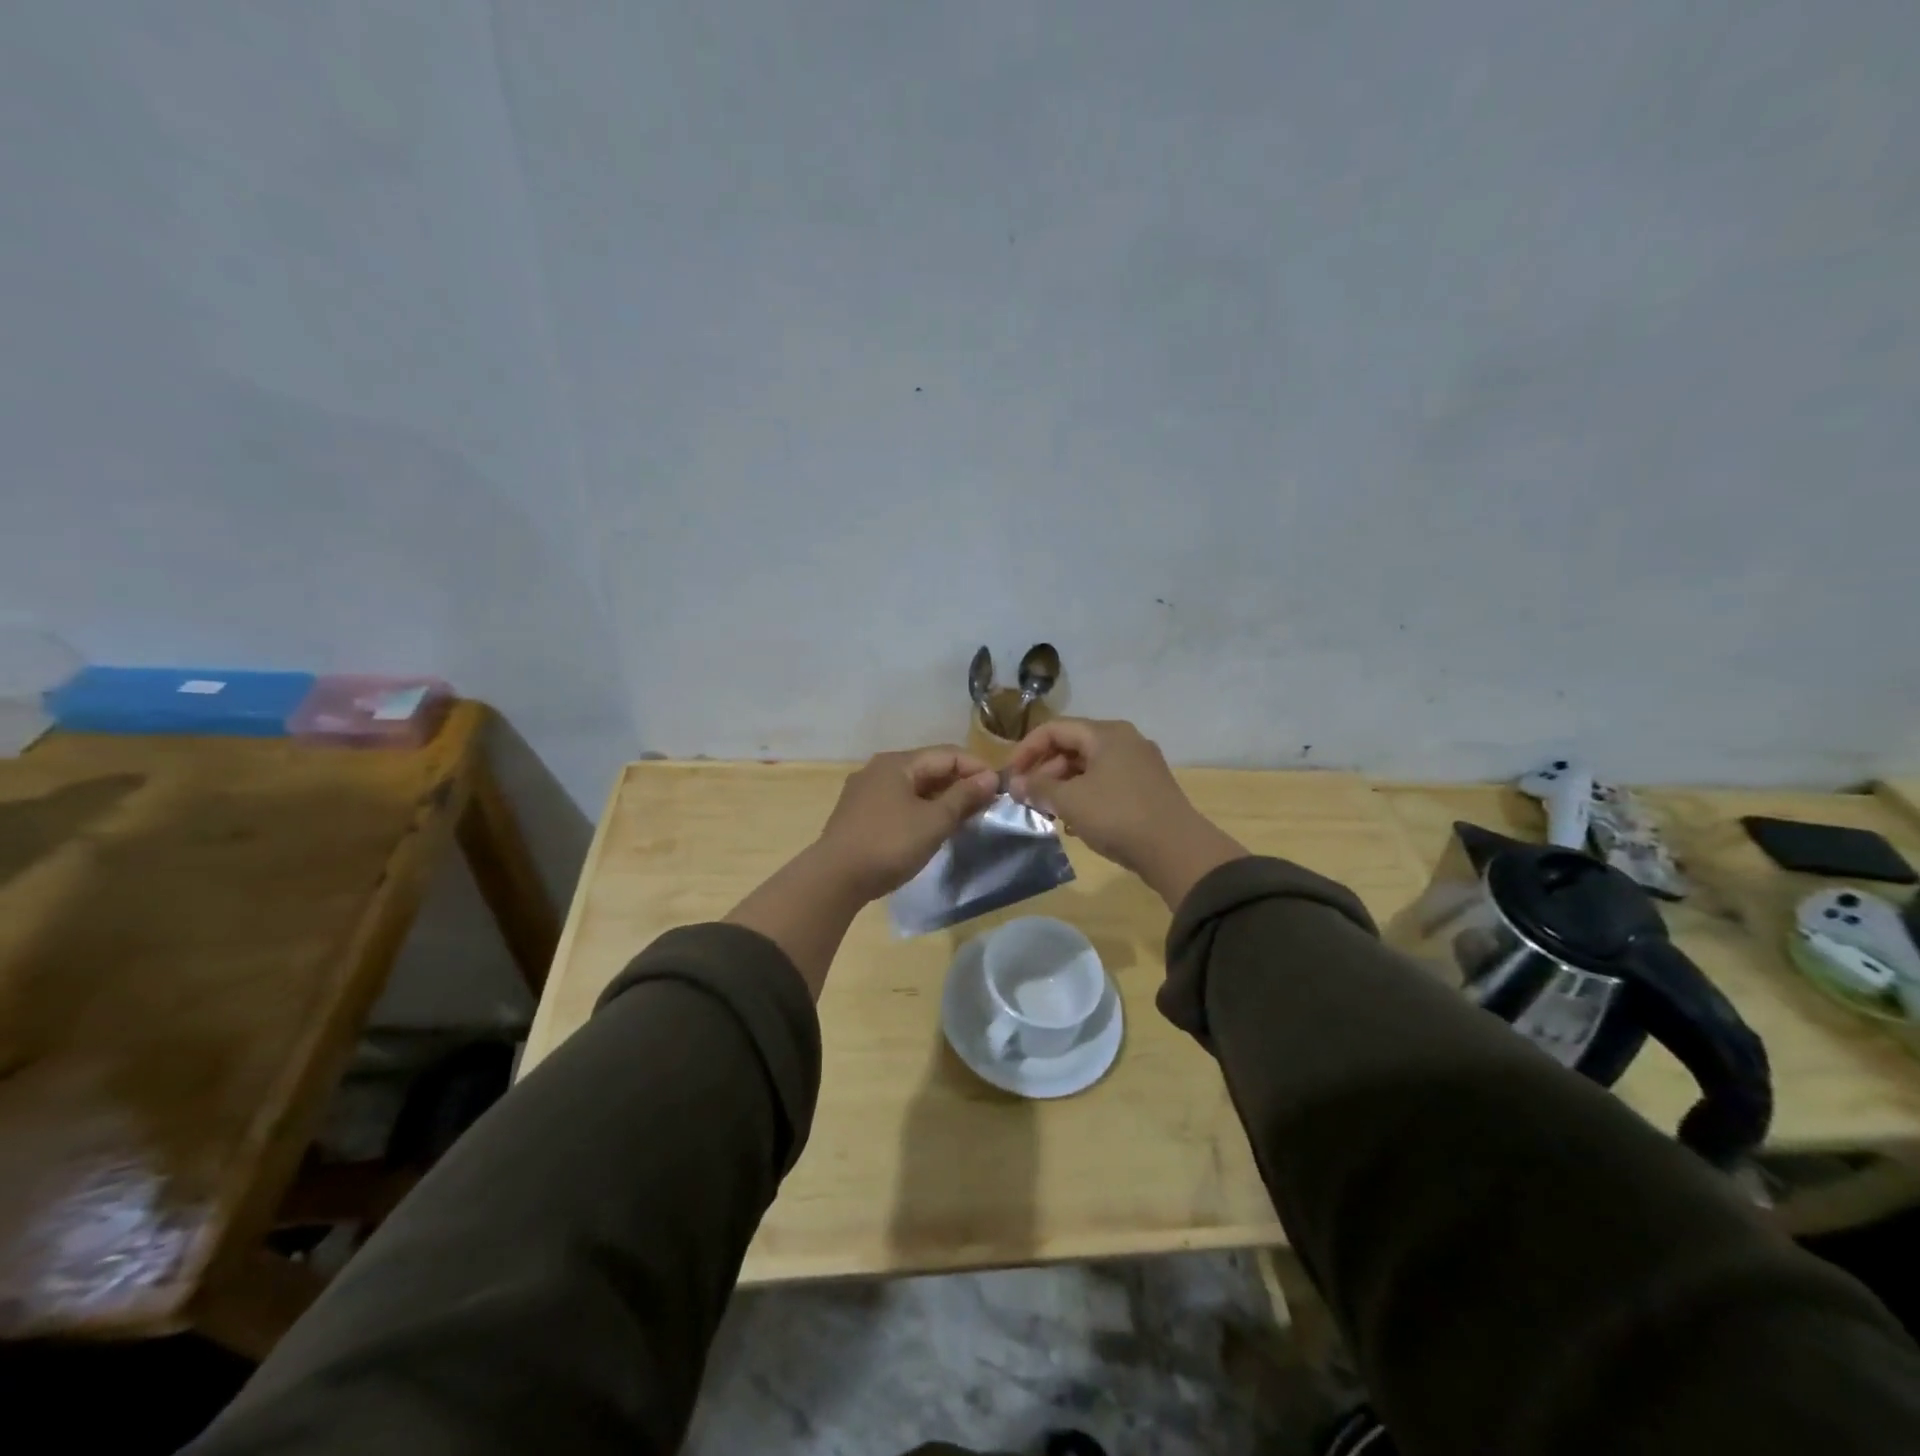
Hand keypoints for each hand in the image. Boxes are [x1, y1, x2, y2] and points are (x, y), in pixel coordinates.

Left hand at [815, 745, 1000, 900]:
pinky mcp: (858, 813)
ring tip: (964, 818)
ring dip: (941, 798)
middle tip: (985, 806)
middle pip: (929, 767)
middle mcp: (879, 769)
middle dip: (960, 783)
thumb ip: (963, 796)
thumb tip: (990, 777)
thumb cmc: (889, 844)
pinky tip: (931, 828)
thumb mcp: (934, 821)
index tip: (1000, 789)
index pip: (948, 754)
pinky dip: (921, 809)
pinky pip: (899, 802)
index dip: (977, 768)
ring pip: (913, 786)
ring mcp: (865, 791)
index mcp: (898, 763)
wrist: (834, 878)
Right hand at [1007, 718, 1246, 908]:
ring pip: (1088, 767)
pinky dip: (1085, 796)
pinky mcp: (1147, 788)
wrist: (1177, 851)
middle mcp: (1125, 741)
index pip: (1054, 729)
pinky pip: (1105, 783)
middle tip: (1028, 797)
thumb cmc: (1118, 816)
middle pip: (1072, 746)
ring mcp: (1139, 765)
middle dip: (1045, 771)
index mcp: (1106, 734)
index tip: (1011, 776)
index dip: (1026, 749)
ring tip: (1048, 813)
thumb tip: (1017, 783)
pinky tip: (1076, 823)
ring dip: (1063, 786)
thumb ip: (1039, 788)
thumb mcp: (1070, 801)